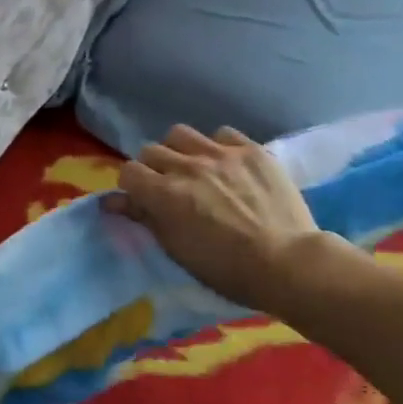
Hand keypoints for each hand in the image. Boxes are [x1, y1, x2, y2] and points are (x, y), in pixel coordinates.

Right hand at [113, 124, 340, 311]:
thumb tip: (113, 201)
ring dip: (180, 150)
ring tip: (194, 167)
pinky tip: (227, 164)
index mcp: (165, 194)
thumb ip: (145, 218)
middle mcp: (187, 166)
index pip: (128, 172)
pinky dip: (218, 146)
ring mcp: (220, 154)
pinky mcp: (251, 150)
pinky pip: (222, 134)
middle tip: (168, 186)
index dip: (132, 185)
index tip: (142, 198)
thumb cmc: (228, 270)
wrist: (289, 264)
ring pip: (181, 134)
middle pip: (151, 150)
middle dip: (153, 168)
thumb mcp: (178, 250)